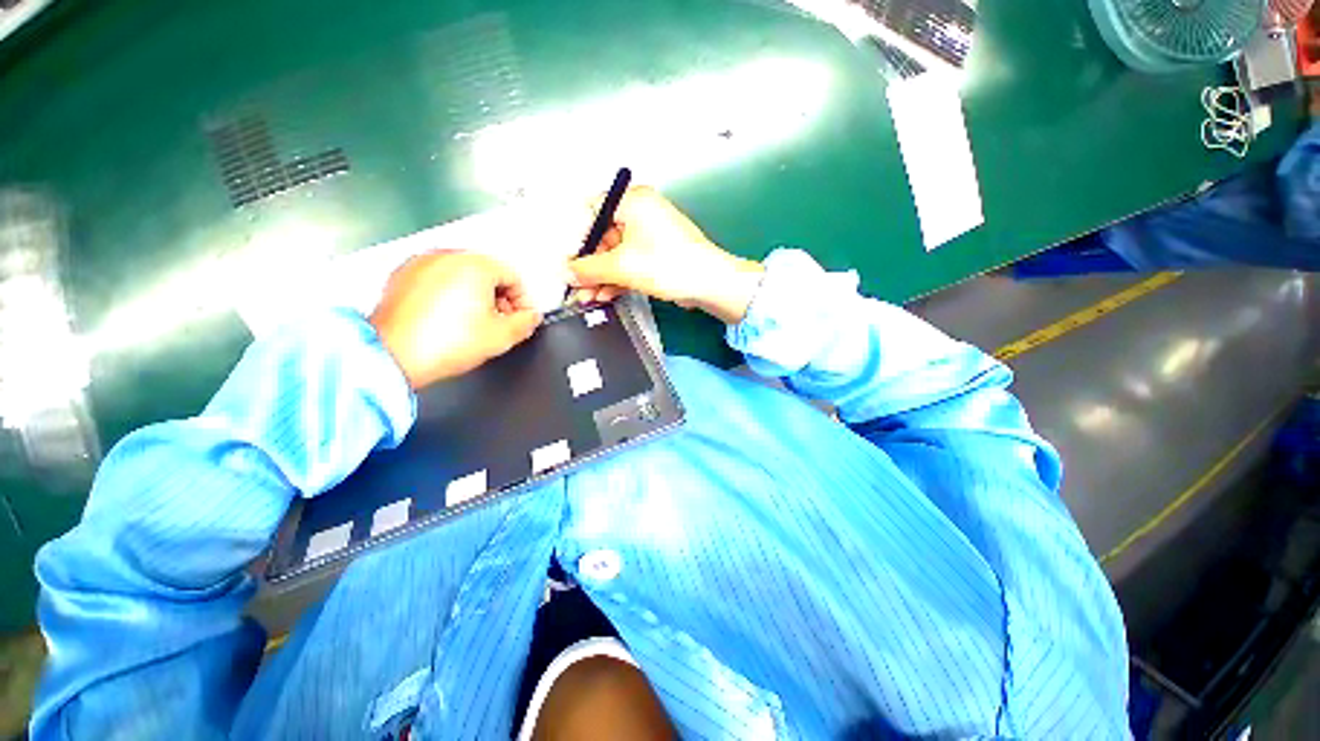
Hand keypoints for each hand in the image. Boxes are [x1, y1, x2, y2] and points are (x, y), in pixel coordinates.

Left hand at [370, 251, 541, 388]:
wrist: (392, 356)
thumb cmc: (447, 344)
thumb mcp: (502, 337)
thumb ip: (527, 322)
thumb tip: (531, 316)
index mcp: (476, 265)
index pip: (514, 277)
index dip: (522, 301)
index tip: (519, 319)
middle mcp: (447, 255)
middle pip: (488, 272)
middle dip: (498, 297)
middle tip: (498, 322)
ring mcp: (421, 263)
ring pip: (462, 274)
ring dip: (474, 295)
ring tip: (471, 323)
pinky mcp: (401, 275)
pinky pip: (437, 279)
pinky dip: (448, 294)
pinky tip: (446, 319)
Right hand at [568, 186, 764, 323]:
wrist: (709, 284)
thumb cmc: (668, 265)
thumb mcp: (622, 266)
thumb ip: (589, 268)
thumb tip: (567, 271)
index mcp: (633, 201)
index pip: (592, 213)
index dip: (578, 240)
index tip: (568, 263)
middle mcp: (641, 213)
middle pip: (604, 237)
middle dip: (590, 266)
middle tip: (577, 287)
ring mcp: (651, 234)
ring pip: (617, 254)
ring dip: (602, 277)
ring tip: (587, 298)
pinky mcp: (658, 254)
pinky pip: (631, 263)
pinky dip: (618, 278)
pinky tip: (605, 295)